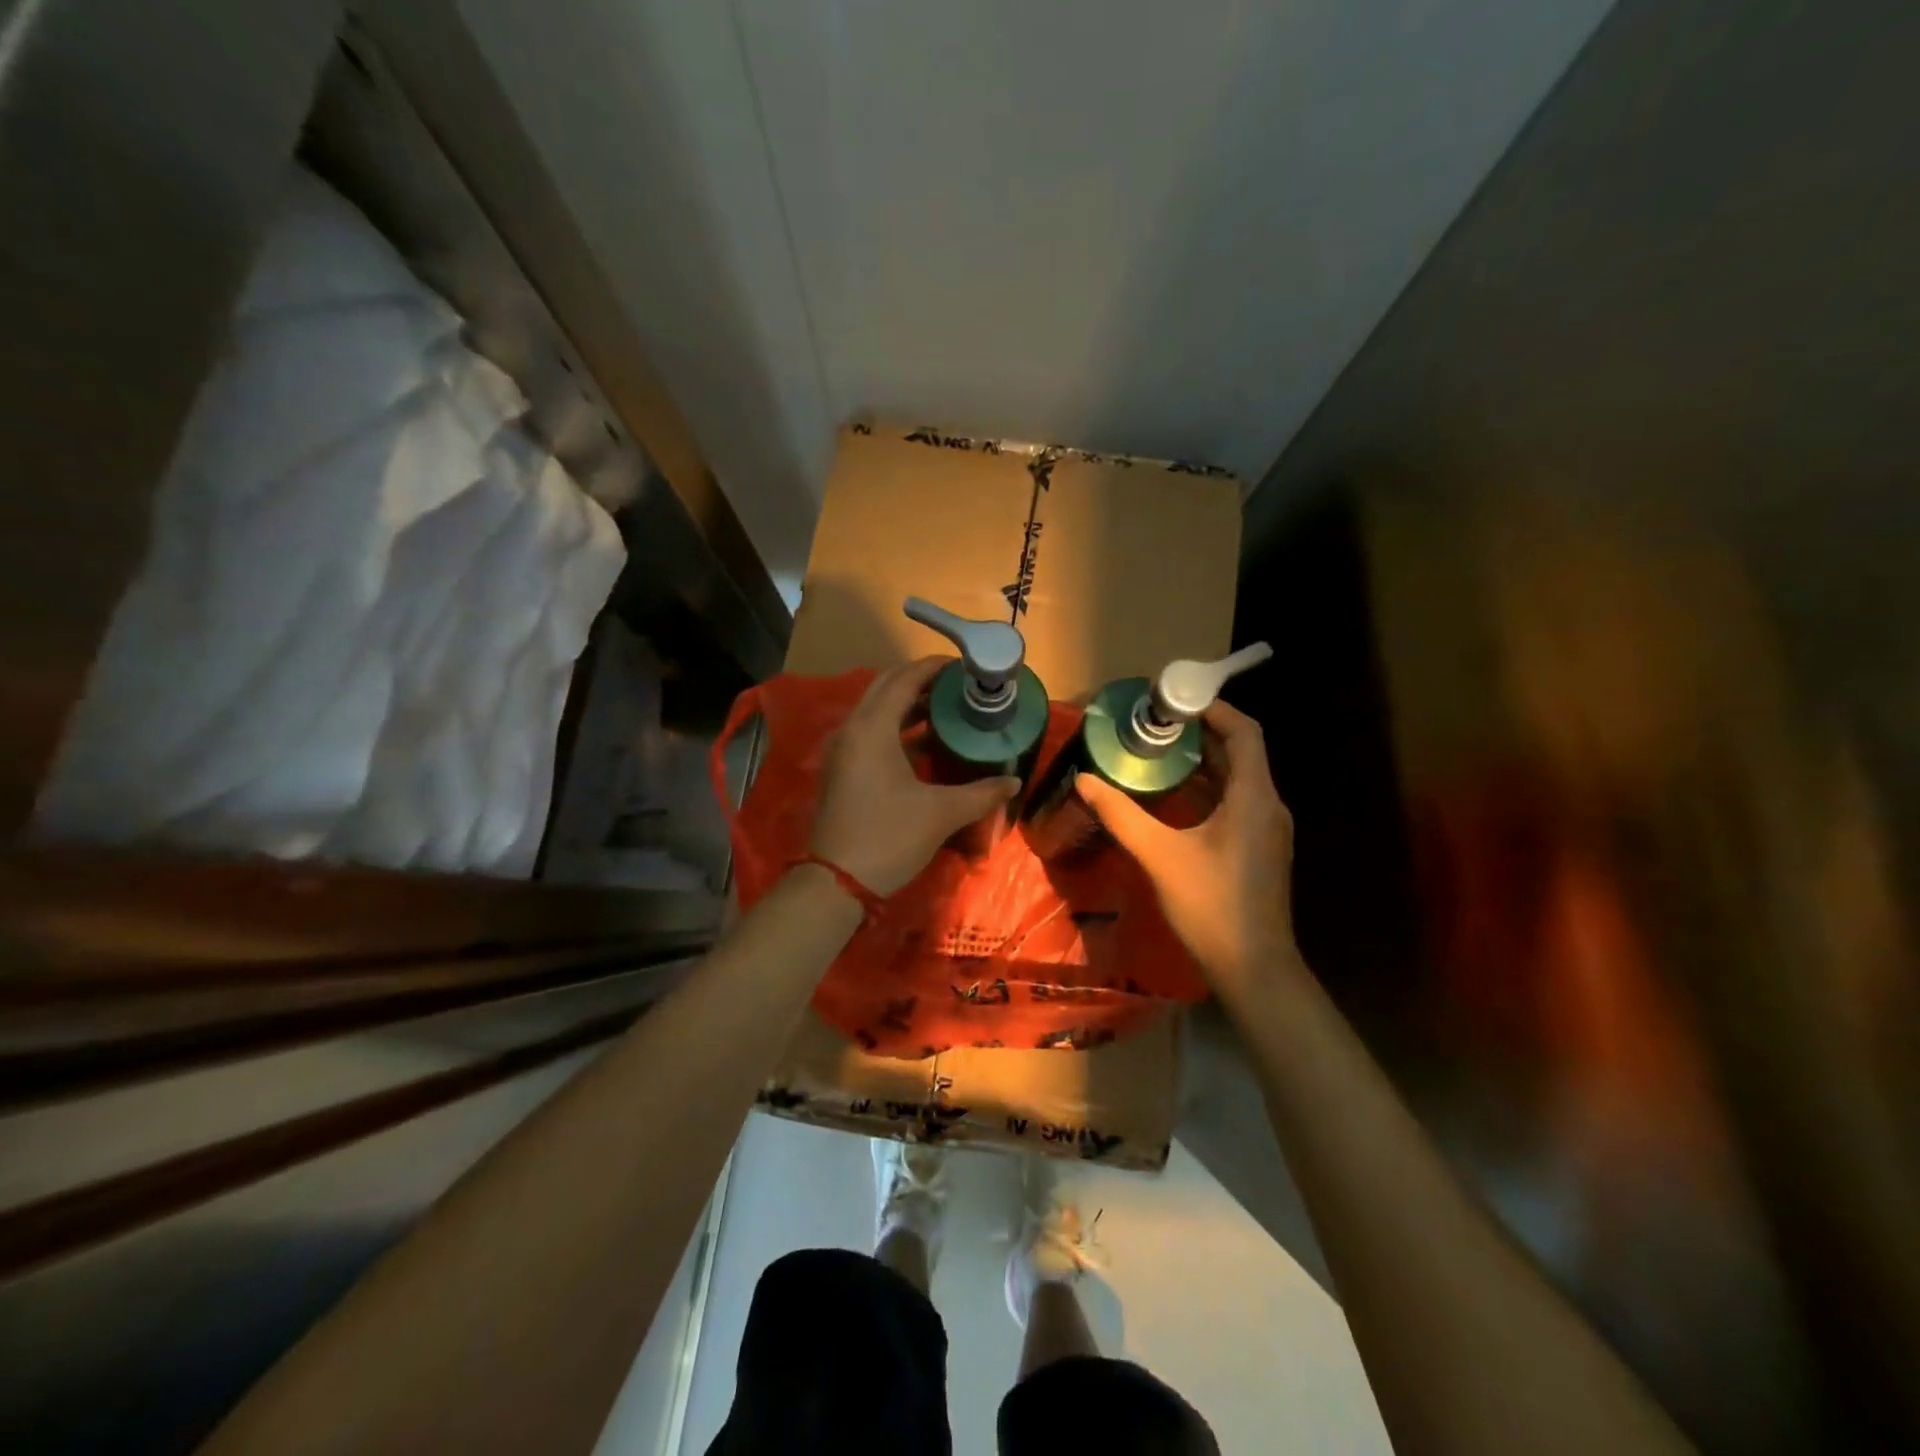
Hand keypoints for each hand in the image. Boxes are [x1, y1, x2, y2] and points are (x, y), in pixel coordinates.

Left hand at [810, 657, 1020, 895]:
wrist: (836, 883)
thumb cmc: (889, 837)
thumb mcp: (941, 812)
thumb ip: (982, 793)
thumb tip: (1014, 782)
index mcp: (871, 729)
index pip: (903, 680)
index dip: (934, 668)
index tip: (964, 666)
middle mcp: (851, 730)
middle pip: (886, 689)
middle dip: (921, 682)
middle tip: (958, 685)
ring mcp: (842, 751)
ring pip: (876, 712)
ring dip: (908, 706)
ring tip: (948, 709)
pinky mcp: (841, 771)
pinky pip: (870, 734)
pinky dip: (897, 729)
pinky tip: (926, 744)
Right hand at [1076, 700, 1297, 989]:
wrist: (1254, 968)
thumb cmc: (1211, 905)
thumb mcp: (1159, 855)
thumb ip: (1121, 814)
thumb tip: (1085, 779)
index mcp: (1254, 797)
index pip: (1245, 732)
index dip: (1214, 709)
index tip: (1175, 700)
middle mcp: (1268, 805)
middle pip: (1241, 752)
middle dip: (1201, 733)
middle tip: (1156, 723)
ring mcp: (1268, 829)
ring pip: (1238, 778)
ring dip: (1203, 761)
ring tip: (1159, 751)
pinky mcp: (1260, 848)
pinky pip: (1236, 801)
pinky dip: (1208, 788)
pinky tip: (1175, 797)